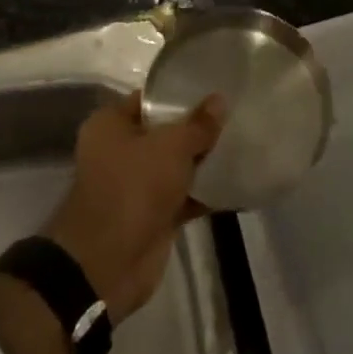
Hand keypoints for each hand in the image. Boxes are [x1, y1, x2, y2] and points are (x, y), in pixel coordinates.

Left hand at [42, 92, 226, 322]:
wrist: (108, 264)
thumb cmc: (132, 188)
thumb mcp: (171, 147)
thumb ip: (198, 124)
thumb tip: (220, 99)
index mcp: (111, 125)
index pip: (151, 98)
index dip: (181, 94)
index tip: (215, 89)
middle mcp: (119, 150)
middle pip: (166, 132)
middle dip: (198, 129)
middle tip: (236, 116)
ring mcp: (135, 185)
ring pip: (177, 165)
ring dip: (205, 161)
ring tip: (244, 144)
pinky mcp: (152, 214)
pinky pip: (184, 195)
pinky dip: (205, 192)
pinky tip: (237, 183)